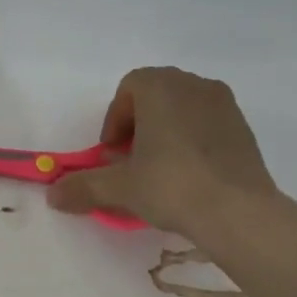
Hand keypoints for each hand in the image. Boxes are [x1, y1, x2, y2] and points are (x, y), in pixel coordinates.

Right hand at [46, 67, 277, 236]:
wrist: (239, 212)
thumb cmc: (172, 185)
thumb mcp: (120, 187)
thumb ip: (83, 186)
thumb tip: (52, 195)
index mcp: (160, 86)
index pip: (128, 89)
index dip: (114, 121)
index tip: (113, 154)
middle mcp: (193, 84)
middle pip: (155, 95)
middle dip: (138, 124)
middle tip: (132, 161)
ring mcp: (224, 103)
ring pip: (183, 108)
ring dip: (166, 131)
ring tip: (161, 170)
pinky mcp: (244, 127)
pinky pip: (207, 124)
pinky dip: (193, 141)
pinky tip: (190, 176)